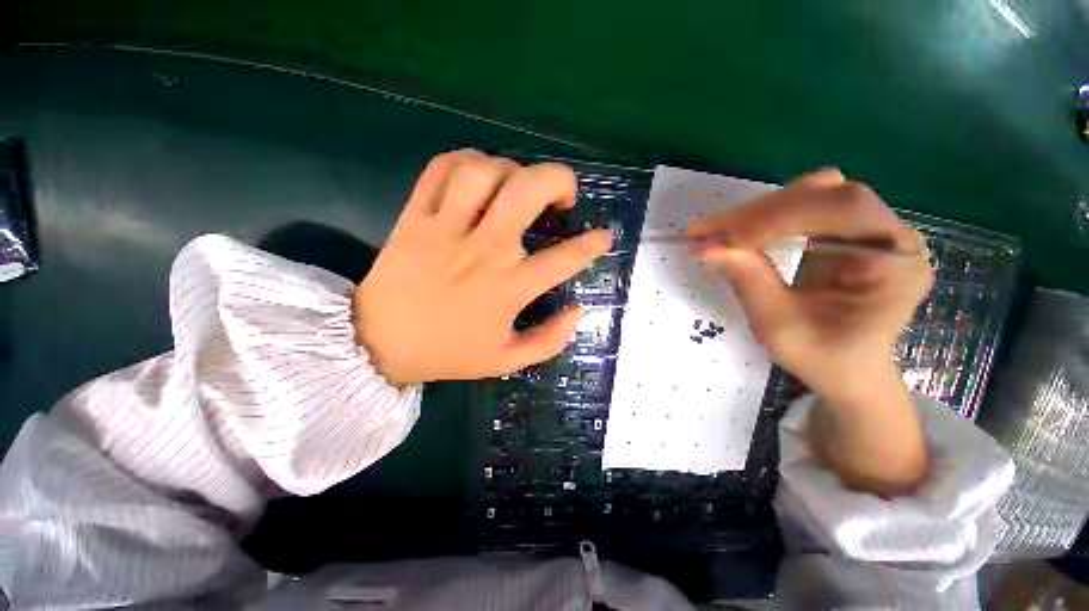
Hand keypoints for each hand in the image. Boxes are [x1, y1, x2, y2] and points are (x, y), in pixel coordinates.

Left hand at [353, 150, 612, 385]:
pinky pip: (439, 170)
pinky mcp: (414, 218)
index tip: (604, 237)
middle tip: (563, 195)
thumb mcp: (507, 360)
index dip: (592, 245)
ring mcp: (446, 230)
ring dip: (511, 169)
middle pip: (527, 190)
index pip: (564, 259)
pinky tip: (477, 177)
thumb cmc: (448, 353)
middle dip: (558, 180)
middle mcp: (483, 251)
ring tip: (517, 185)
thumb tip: (578, 311)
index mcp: (508, 288)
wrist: (379, 344)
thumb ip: (550, 340)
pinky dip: (465, 161)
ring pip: (483, 171)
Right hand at [688, 169, 932, 494]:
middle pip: (820, 194)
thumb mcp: (781, 330)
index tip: (709, 236)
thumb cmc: (827, 365)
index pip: (831, 210)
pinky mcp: (844, 236)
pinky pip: (805, 207)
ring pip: (812, 193)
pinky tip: (741, 237)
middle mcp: (889, 233)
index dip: (766, 219)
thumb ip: (746, 281)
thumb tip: (706, 247)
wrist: (855, 378)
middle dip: (754, 212)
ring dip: (758, 211)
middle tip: (702, 233)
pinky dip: (767, 216)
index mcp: (894, 258)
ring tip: (717, 234)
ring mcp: (868, 231)